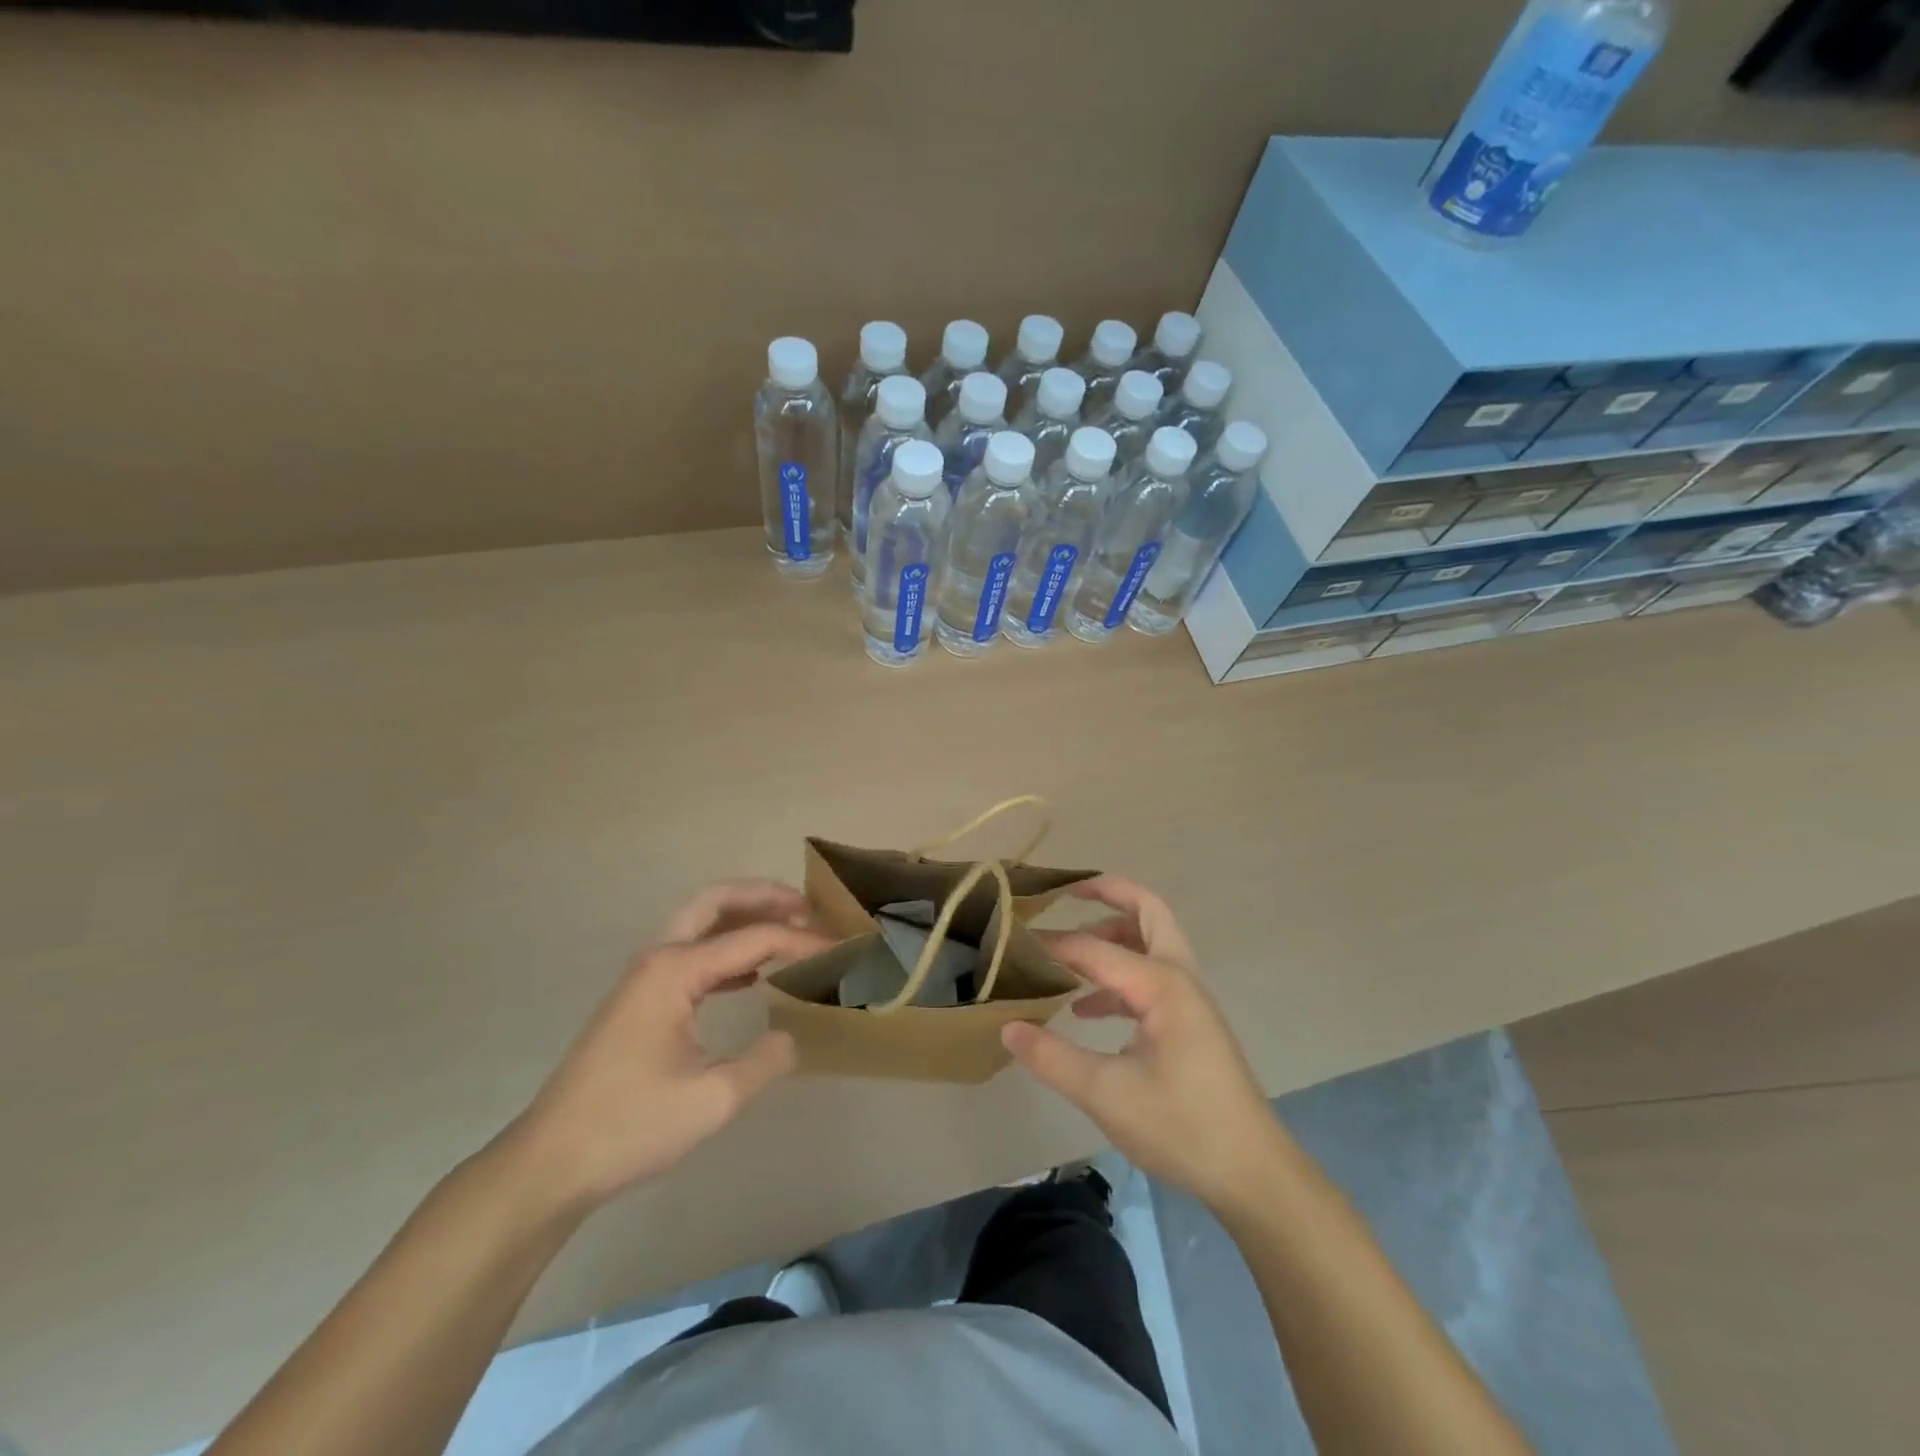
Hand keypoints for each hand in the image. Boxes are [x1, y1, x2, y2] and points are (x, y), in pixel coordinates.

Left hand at [505, 881, 829, 1211]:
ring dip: (744, 918)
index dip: (800, 940)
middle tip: (808, 907)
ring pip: (700, 925)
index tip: (839, 951)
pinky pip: (692, 955)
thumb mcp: (712, 1100)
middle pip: (715, 902)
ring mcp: (644, 978)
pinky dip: (727, 950)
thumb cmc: (629, 1126)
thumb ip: (764, 1061)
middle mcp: (658, 959)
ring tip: (790, 929)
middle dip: (764, 896)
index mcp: (674, 971)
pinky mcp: (640, 1000)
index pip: (752, 939)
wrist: (550, 1162)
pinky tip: (754, 976)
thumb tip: (791, 1036)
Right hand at [1002, 876, 1282, 1213]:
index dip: (1053, 945)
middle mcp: (1179, 978)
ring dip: (1113, 936)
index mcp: (1162, 985)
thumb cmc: (1182, 1127)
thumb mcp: (1106, 1095)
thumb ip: (1052, 1057)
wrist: (1252, 1173)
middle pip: (1148, 913)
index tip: (1013, 945)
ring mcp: (1189, 1000)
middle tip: (1069, 891)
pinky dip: (1119, 977)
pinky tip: (1087, 1008)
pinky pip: (1150, 979)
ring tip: (1068, 952)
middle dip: (1110, 895)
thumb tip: (1008, 1027)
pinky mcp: (1190, 1024)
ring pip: (1151, 944)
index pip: (1095, 950)